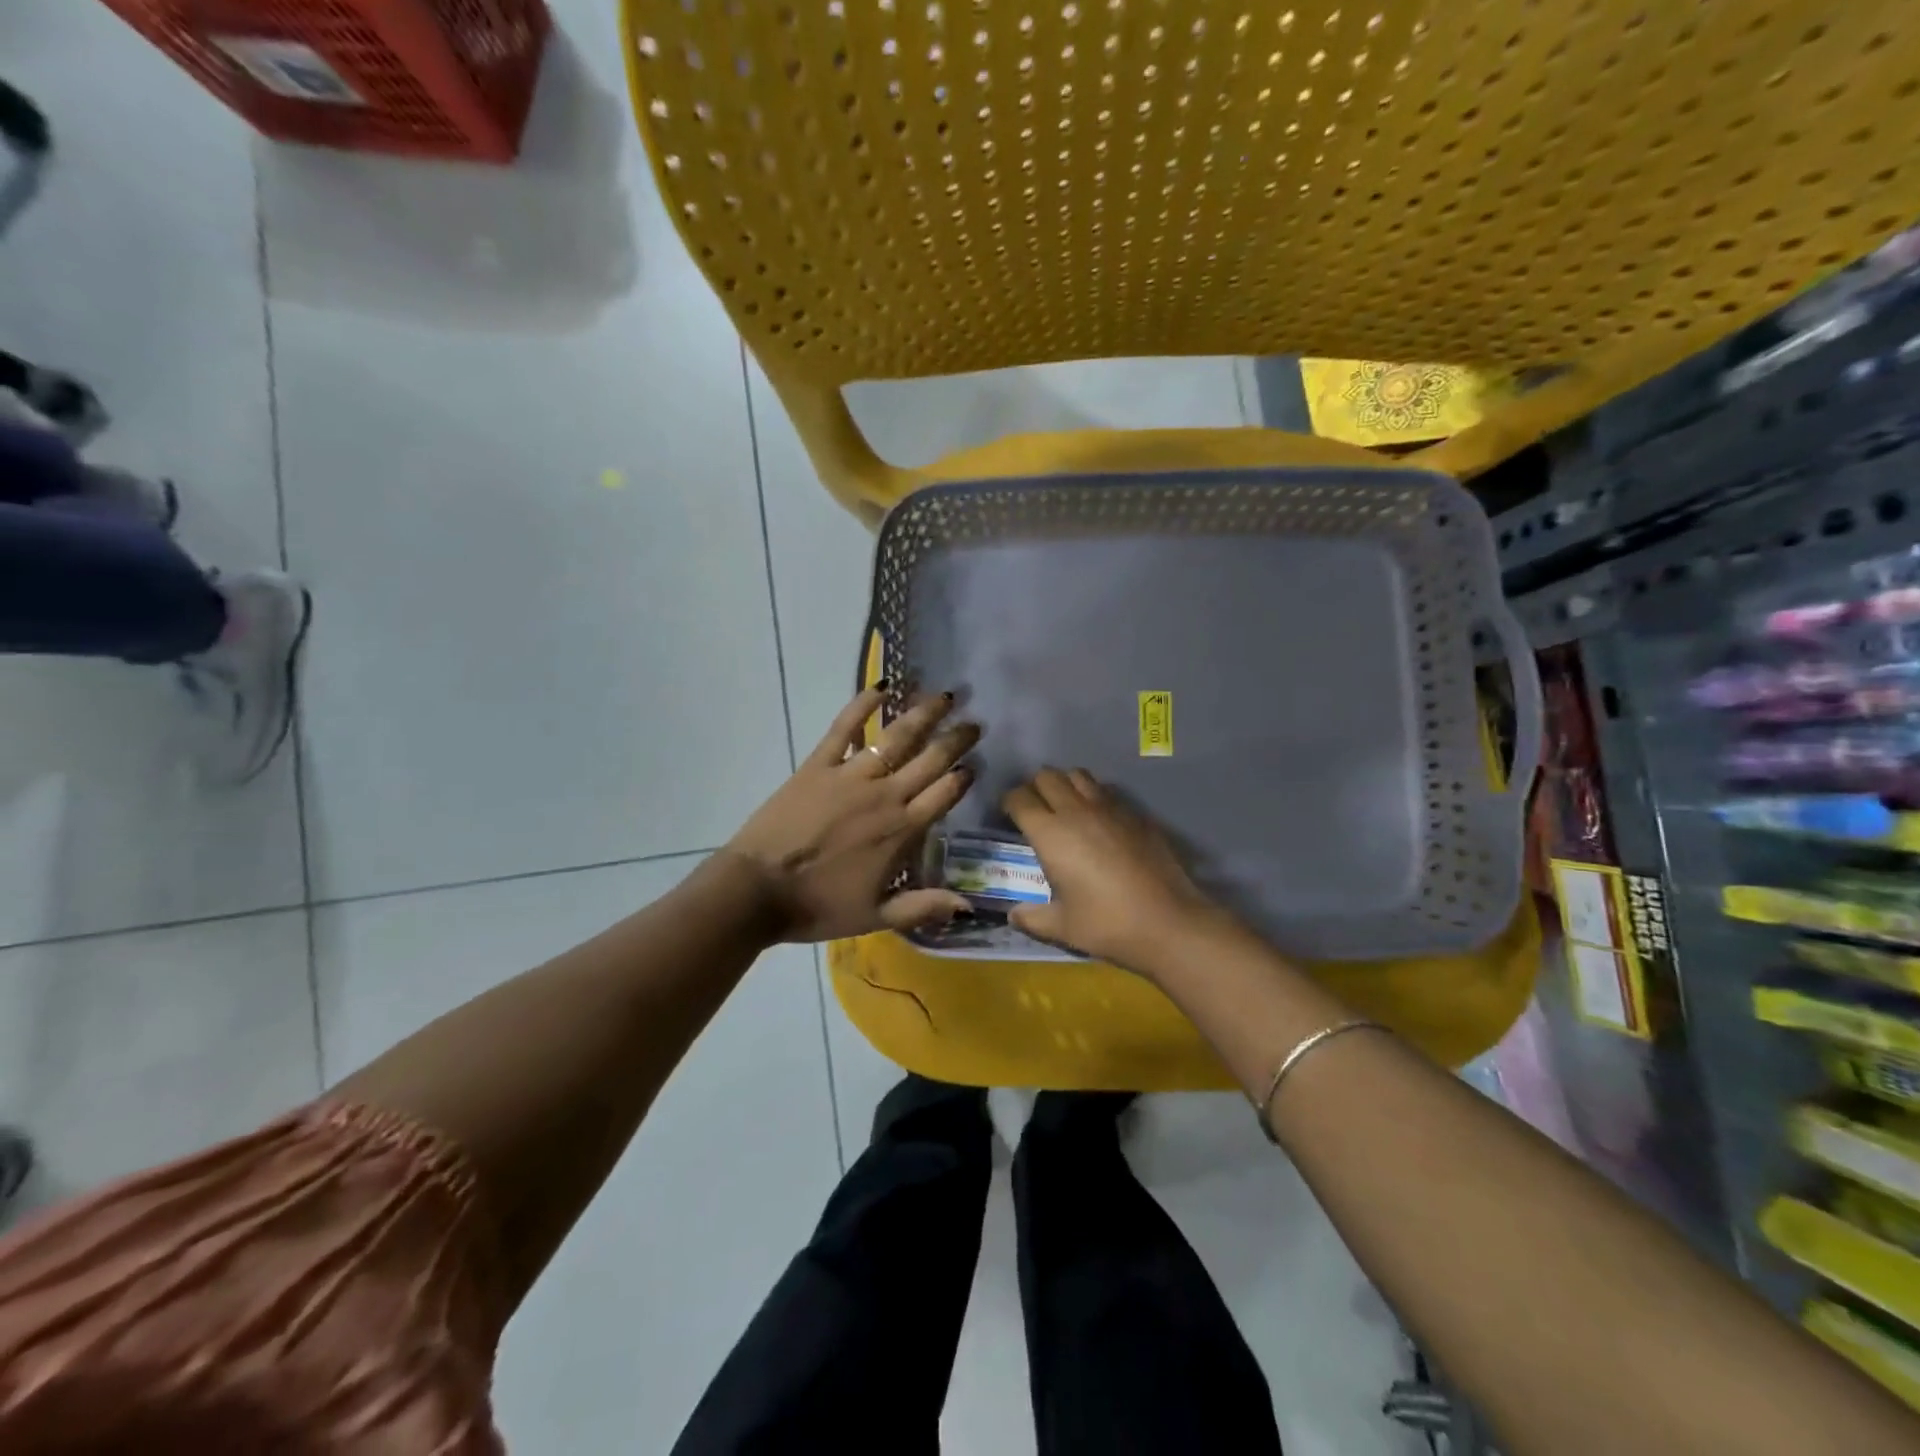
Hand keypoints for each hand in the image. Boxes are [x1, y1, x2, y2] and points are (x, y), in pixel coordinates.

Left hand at [723, 686, 977, 942]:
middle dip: (956, 739)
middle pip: (930, 759)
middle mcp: (885, 795)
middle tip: (974, 721)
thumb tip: (968, 906)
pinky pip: (845, 728)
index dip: (963, 775)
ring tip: (942, 695)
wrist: (758, 891)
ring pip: (896, 737)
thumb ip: (923, 907)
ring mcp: (851, 775)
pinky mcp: (818, 765)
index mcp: (902, 830)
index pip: (945, 793)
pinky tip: (880, 687)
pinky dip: (862, 705)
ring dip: (923, 714)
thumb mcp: (876, 916)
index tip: (976, 762)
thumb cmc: (818, 906)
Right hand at [1002, 768, 1222, 970]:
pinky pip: (1107, 791)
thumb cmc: (1107, 924)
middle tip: (1035, 811)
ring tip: (1065, 808)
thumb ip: (1032, 918)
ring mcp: (1110, 808)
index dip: (1009, 804)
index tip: (1009, 818)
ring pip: (1078, 775)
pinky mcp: (1136, 814)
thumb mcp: (1062, 927)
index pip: (1019, 798)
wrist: (1169, 922)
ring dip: (1065, 785)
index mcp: (1050, 833)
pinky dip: (1094, 797)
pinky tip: (1099, 822)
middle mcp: (1076, 811)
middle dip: (1035, 788)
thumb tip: (1013, 915)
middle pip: (1047, 776)